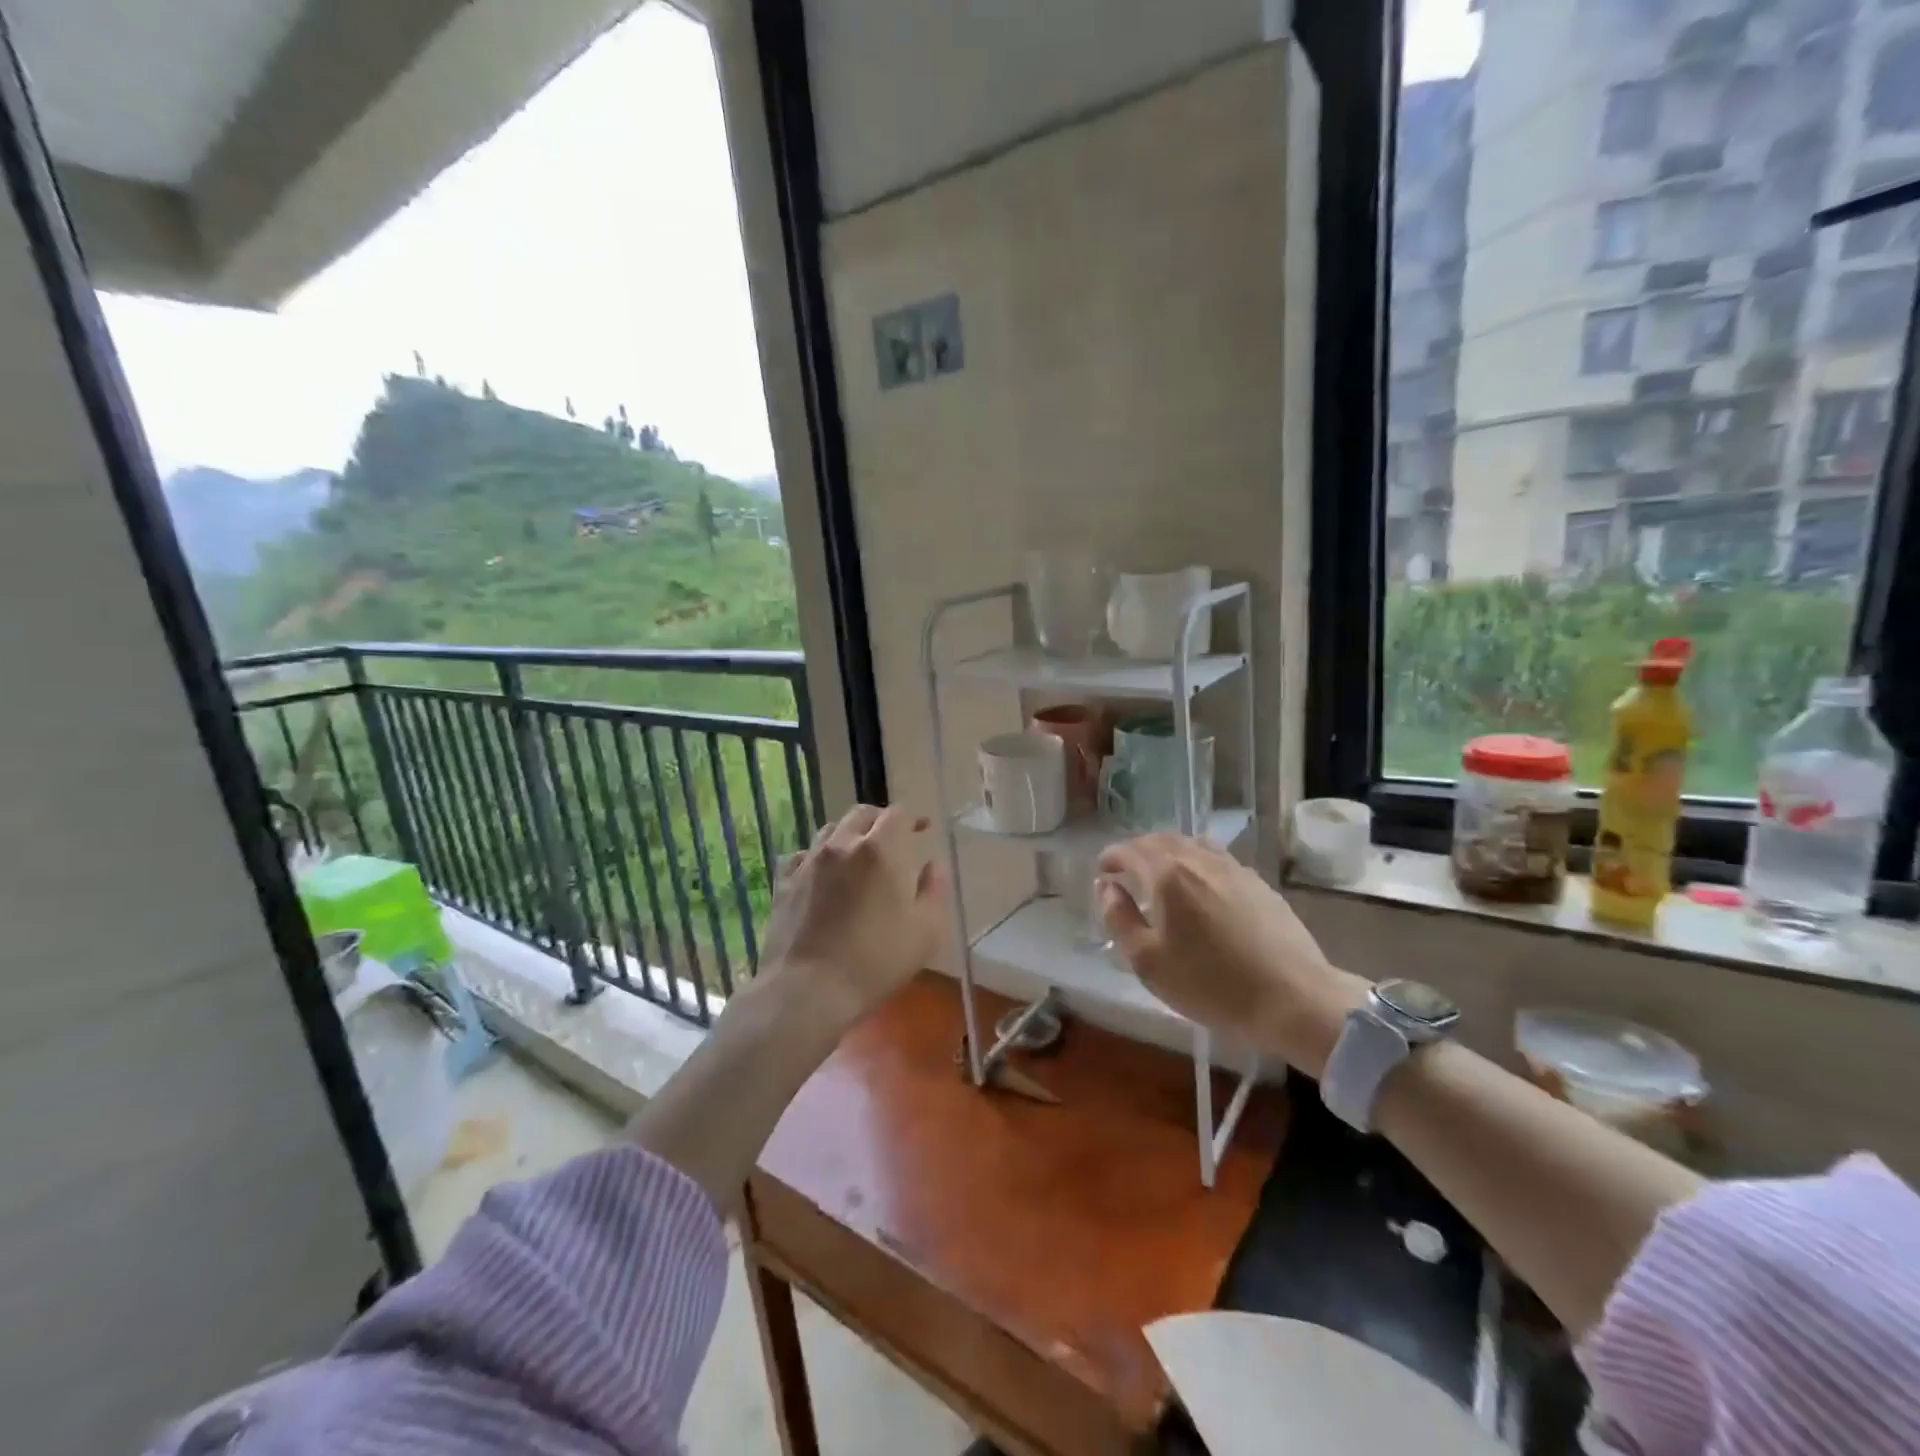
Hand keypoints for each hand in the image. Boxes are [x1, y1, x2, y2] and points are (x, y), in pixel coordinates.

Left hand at [756, 804, 945, 1028]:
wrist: (808, 990)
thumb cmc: (875, 961)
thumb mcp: (926, 931)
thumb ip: (935, 890)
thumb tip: (934, 865)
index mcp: (880, 850)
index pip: (898, 814)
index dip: (913, 818)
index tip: (922, 830)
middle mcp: (842, 845)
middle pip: (862, 814)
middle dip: (880, 821)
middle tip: (893, 839)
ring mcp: (808, 861)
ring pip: (830, 830)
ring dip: (849, 835)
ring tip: (858, 855)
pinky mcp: (784, 882)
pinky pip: (802, 855)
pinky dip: (817, 856)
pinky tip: (822, 873)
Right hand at [1097, 834, 1366, 1076]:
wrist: (1292, 999)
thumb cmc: (1210, 984)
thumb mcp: (1148, 961)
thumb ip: (1120, 918)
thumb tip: (1107, 888)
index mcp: (1167, 874)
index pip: (1129, 850)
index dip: (1110, 858)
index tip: (1101, 873)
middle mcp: (1199, 859)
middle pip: (1160, 840)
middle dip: (1137, 851)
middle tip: (1126, 872)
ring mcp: (1233, 868)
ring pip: (1191, 845)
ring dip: (1168, 853)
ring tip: (1160, 875)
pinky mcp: (1258, 883)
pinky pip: (1216, 858)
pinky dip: (1196, 862)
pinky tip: (1200, 887)